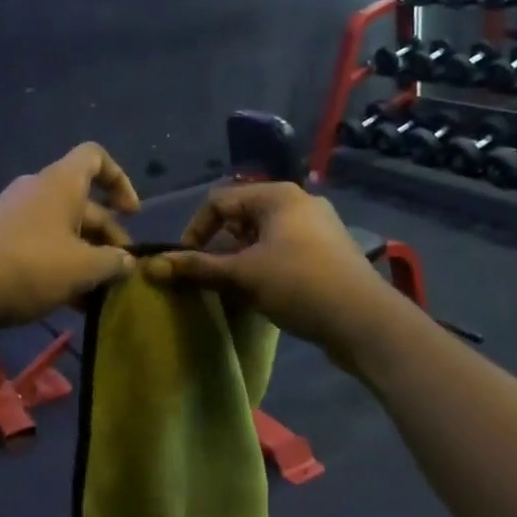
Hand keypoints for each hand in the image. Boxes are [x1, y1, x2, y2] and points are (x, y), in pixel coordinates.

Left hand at [0, 143, 140, 327]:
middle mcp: (36, 191)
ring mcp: (13, 216)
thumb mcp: (83, 268)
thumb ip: (112, 263)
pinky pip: (39, 245)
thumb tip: (126, 262)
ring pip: (62, 230)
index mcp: (60, 183)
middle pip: (82, 203)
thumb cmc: (30, 266)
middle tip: (121, 272)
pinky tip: (70, 303)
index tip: (131, 213)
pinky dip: (59, 266)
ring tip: (99, 294)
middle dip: (107, 236)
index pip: (95, 158)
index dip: (120, 180)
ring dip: (85, 257)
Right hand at [143, 182, 390, 355]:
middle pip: (242, 217)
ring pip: (265, 236)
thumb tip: (152, 266)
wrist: (365, 320)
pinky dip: (268, 266)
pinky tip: (266, 294)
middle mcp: (299, 202)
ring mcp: (319, 227)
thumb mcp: (242, 275)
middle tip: (213, 277)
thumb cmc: (298, 284)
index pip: (219, 201)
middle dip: (221, 246)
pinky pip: (286, 251)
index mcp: (277, 195)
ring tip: (236, 288)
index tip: (186, 262)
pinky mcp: (330, 252)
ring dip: (243, 260)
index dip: (196, 230)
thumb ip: (197, 268)